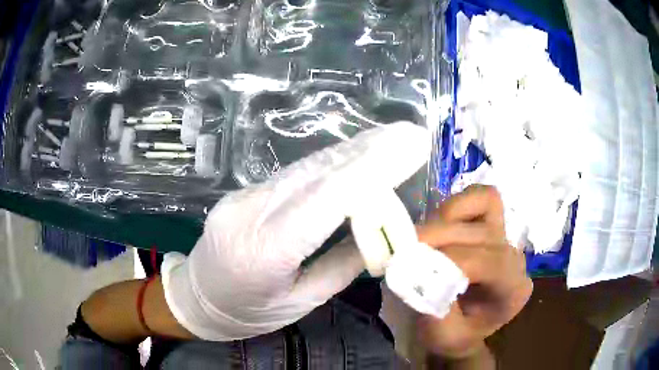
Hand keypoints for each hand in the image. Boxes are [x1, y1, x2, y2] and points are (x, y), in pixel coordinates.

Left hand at [161, 122, 430, 340]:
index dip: (371, 169)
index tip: (407, 149)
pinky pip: (292, 176)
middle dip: (368, 150)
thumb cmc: (249, 313)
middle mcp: (249, 215)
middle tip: (407, 135)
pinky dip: (328, 165)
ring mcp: (241, 198)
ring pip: (305, 169)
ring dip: (351, 152)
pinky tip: (354, 157)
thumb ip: (341, 267)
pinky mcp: (242, 193)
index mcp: (265, 253)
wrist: (197, 299)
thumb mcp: (300, 302)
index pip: (326, 200)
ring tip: (389, 140)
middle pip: (317, 173)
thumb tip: (378, 232)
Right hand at [417, 185, 531, 357]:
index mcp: (513, 290)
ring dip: (445, 222)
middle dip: (439, 240)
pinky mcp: (495, 221)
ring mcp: (507, 235)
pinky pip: (482, 197)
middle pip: (481, 233)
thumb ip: (435, 312)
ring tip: (421, 242)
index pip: (488, 262)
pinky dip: (458, 205)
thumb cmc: (455, 335)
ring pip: (482, 207)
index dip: (450, 259)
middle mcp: (516, 258)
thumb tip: (419, 275)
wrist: (463, 326)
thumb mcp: (443, 338)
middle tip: (406, 253)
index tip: (414, 265)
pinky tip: (442, 224)